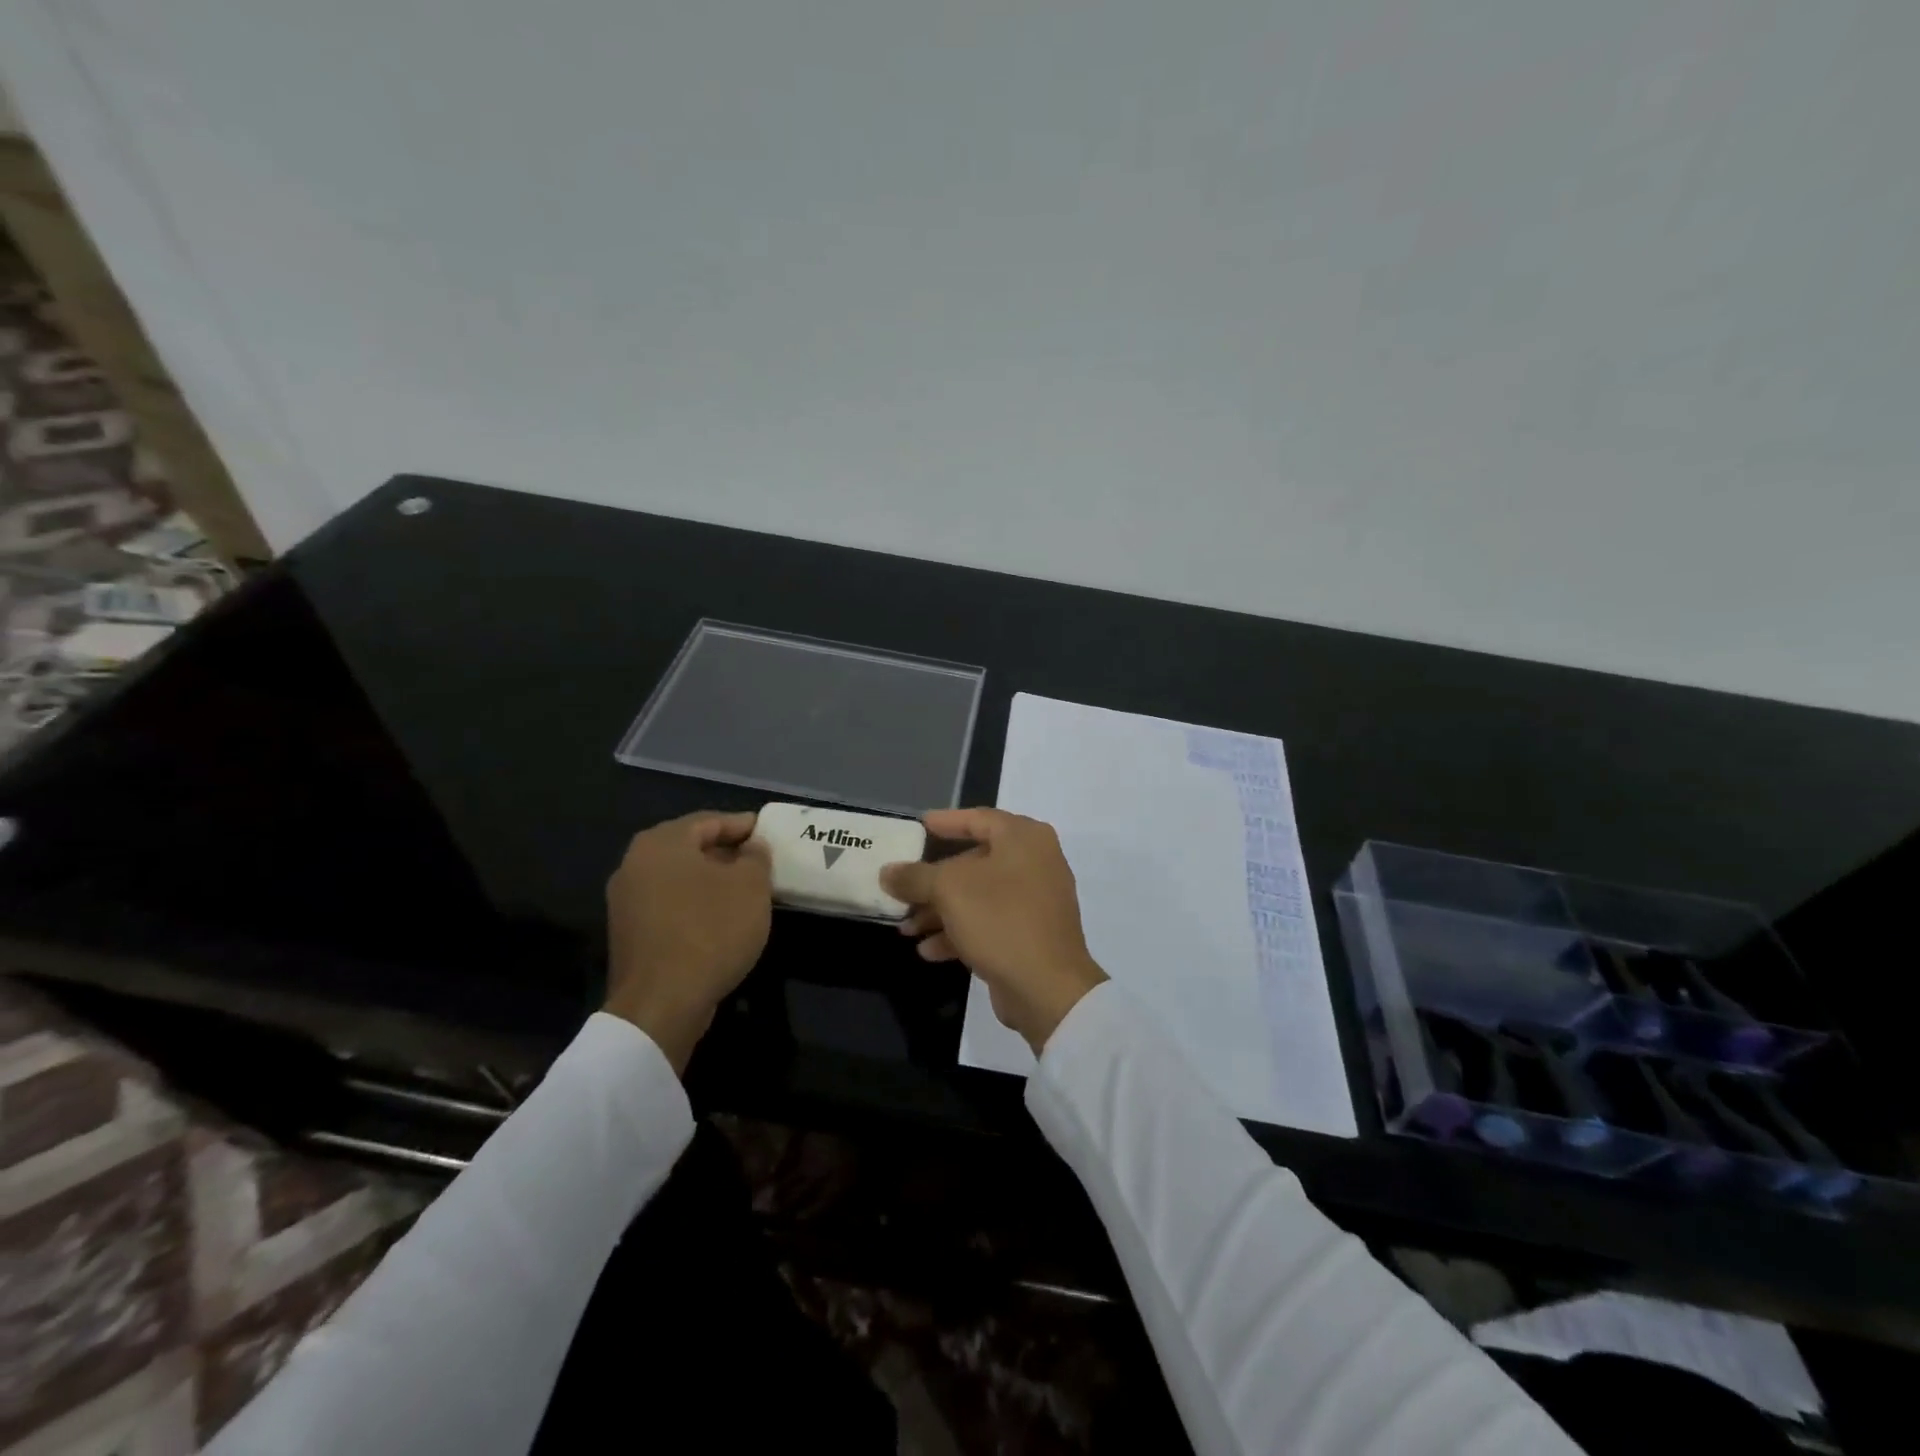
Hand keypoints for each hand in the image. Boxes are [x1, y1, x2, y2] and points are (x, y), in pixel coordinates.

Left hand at [603, 811, 771, 1074]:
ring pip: (679, 877)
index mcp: (661, 842)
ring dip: (711, 881)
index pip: (710, 821)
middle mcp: (635, 863)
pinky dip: (695, 904)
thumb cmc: (710, 931)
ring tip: (745, 892)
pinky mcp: (628, 933)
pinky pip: (669, 904)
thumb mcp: (751, 887)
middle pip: (690, 847)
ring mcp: (626, 901)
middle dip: (727, 853)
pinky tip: (721, 920)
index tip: (769, 833)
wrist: (660, 1004)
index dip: (743, 826)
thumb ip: (756, 857)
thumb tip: (752, 848)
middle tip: (760, 861)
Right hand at [882, 809, 1107, 1053]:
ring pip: (978, 896)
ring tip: (905, 928)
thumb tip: (887, 872)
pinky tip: (928, 950)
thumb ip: (915, 876)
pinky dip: (960, 932)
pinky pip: (989, 923)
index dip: (945, 821)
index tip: (918, 826)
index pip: (978, 819)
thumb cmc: (1000, 919)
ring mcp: (1036, 900)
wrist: (1048, 988)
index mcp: (1024, 838)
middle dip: (933, 880)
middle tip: (902, 887)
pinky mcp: (1031, 934)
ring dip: (940, 911)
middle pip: (974, 861)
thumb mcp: (949, 890)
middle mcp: (1035, 862)